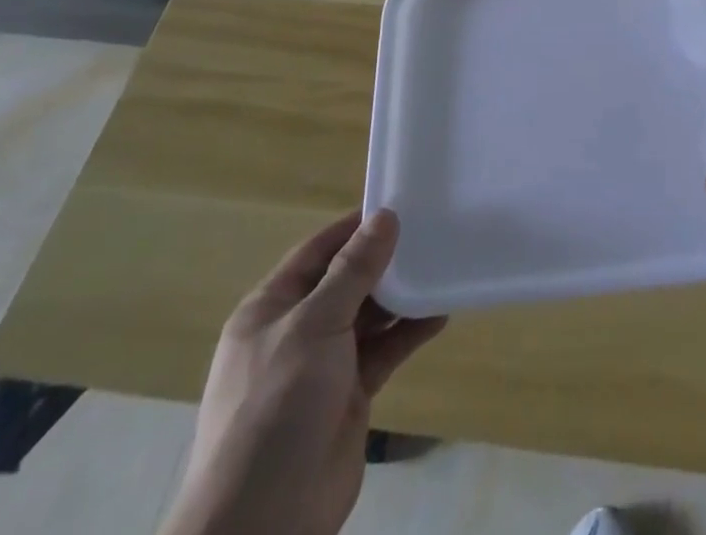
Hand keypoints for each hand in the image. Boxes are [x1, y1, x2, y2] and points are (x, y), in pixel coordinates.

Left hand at [158, 210, 445, 534]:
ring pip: (369, 315)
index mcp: (271, 309)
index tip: (399, 203)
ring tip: (442, 265)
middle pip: (346, 281)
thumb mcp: (314, 326)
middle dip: (384, 260)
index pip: (318, 251)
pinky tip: (440, 312)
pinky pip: (384, 350)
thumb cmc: (276, 407)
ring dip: (401, 295)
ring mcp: (323, 366)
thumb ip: (353, 271)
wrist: (263, 523)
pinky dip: (409, 332)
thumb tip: (385, 216)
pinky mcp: (349, 394)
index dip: (354, 227)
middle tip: (431, 231)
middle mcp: (296, 331)